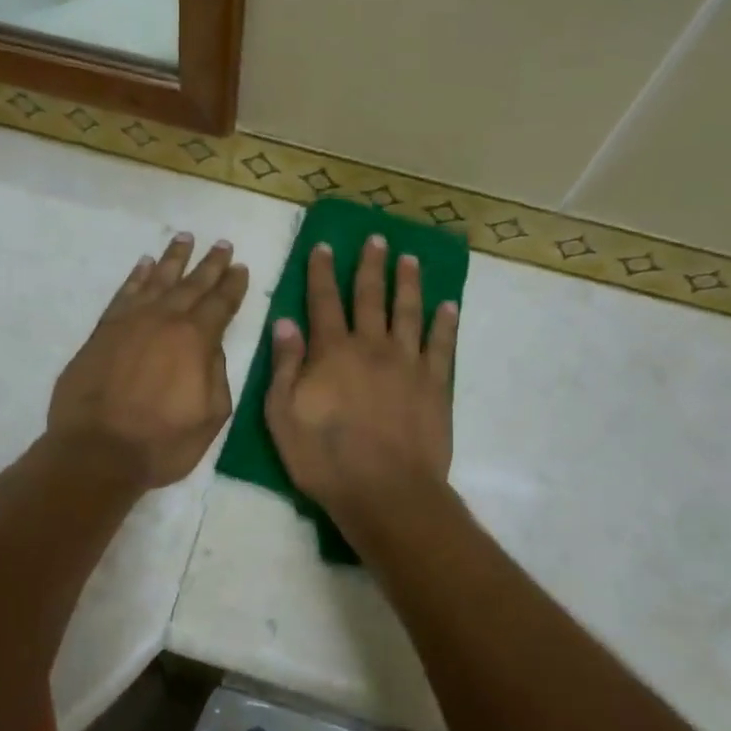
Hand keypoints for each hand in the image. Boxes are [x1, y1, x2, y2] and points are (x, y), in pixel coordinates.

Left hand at [48, 233, 249, 488]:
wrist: (96, 452)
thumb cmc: (161, 443)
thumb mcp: (210, 416)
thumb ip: (217, 375)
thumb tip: (211, 347)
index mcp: (196, 340)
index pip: (221, 304)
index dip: (233, 285)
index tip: (241, 266)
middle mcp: (164, 320)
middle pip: (192, 285)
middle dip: (209, 264)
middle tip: (221, 243)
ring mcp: (130, 322)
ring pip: (156, 280)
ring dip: (173, 259)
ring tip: (184, 238)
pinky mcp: (103, 331)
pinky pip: (124, 294)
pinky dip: (136, 277)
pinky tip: (144, 265)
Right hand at [265, 234, 458, 519]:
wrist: (386, 491)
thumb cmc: (325, 458)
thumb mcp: (283, 415)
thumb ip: (285, 365)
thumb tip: (285, 322)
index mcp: (332, 352)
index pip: (324, 302)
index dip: (322, 272)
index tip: (324, 246)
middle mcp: (371, 347)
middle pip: (370, 297)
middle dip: (370, 266)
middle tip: (376, 238)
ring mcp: (408, 363)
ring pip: (408, 312)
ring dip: (408, 282)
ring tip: (410, 258)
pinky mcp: (435, 384)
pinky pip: (441, 344)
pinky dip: (445, 322)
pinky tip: (448, 304)